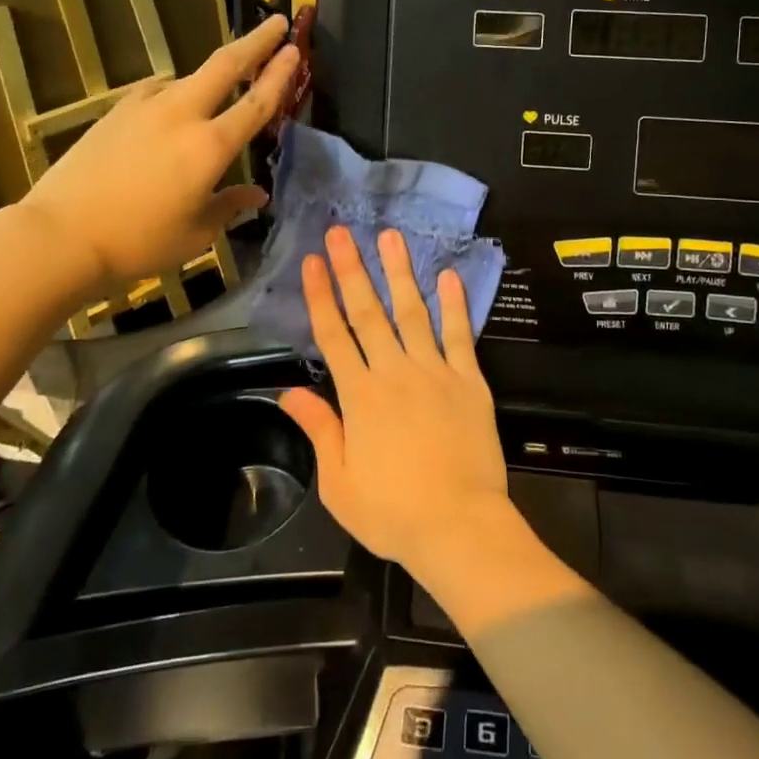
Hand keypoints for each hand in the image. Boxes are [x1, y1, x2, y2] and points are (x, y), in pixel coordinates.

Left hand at [13, 15, 297, 296]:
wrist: (60, 234)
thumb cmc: (138, 241)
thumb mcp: (195, 233)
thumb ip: (229, 206)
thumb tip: (257, 195)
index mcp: (210, 146)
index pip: (256, 103)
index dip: (280, 75)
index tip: (295, 50)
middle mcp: (182, 114)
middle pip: (226, 65)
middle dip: (256, 41)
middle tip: (276, 23)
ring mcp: (145, 106)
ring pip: (189, 77)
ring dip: (213, 74)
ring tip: (221, 87)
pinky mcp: (117, 110)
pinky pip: (158, 91)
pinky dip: (176, 92)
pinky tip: (171, 109)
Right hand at [280, 227, 512, 573]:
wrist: (459, 526)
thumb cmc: (393, 512)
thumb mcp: (339, 483)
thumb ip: (319, 430)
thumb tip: (289, 393)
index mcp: (360, 396)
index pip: (333, 335)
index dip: (321, 296)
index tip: (313, 261)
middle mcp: (394, 372)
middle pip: (368, 312)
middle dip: (352, 270)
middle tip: (342, 232)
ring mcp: (435, 372)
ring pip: (413, 312)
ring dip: (399, 273)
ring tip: (391, 237)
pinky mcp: (468, 381)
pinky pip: (459, 335)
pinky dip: (454, 304)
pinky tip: (449, 276)